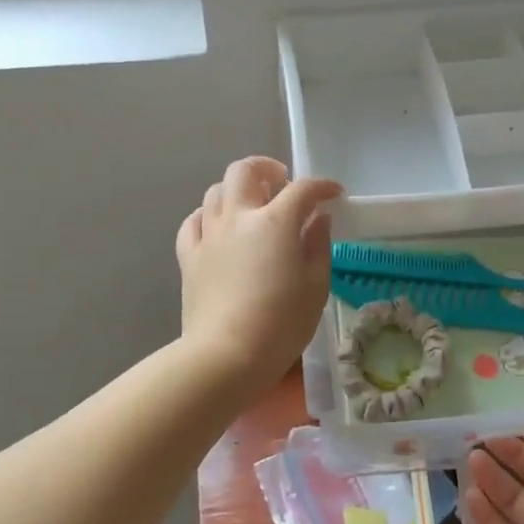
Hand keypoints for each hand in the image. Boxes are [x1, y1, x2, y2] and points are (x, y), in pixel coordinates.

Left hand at [175, 158, 343, 395]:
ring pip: (216, 191)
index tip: (334, 194)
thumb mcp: (315, 286)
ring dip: (237, 190)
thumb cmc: (281, 324)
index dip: (322, 186)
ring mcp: (209, 235)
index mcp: (275, 222)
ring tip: (251, 206)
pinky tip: (219, 228)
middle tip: (282, 182)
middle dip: (267, 168)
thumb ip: (318, 245)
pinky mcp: (189, 257)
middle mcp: (238, 217)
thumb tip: (318, 218)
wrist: (226, 355)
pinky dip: (209, 215)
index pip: (302, 189)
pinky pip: (194, 221)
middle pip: (245, 171)